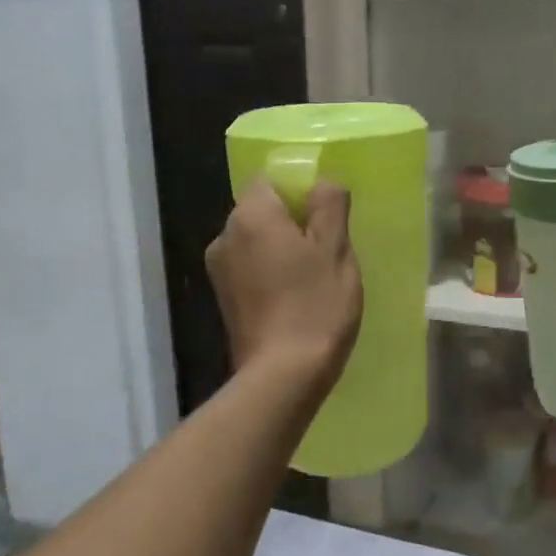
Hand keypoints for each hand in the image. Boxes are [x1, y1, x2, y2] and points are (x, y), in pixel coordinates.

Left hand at [205, 180, 362, 384]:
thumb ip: (329, 206)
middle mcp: (225, 236)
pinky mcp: (224, 298)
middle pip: (261, 210)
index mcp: (251, 216)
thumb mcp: (335, 250)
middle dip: (292, 220)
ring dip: (282, 248)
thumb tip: (322, 183)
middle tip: (328, 247)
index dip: (299, 189)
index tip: (326, 214)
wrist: (283, 375)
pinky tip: (296, 295)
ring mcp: (220, 270)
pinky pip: (251, 267)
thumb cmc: (316, 305)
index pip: (270, 179)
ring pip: (256, 240)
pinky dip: (271, 271)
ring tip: (314, 275)